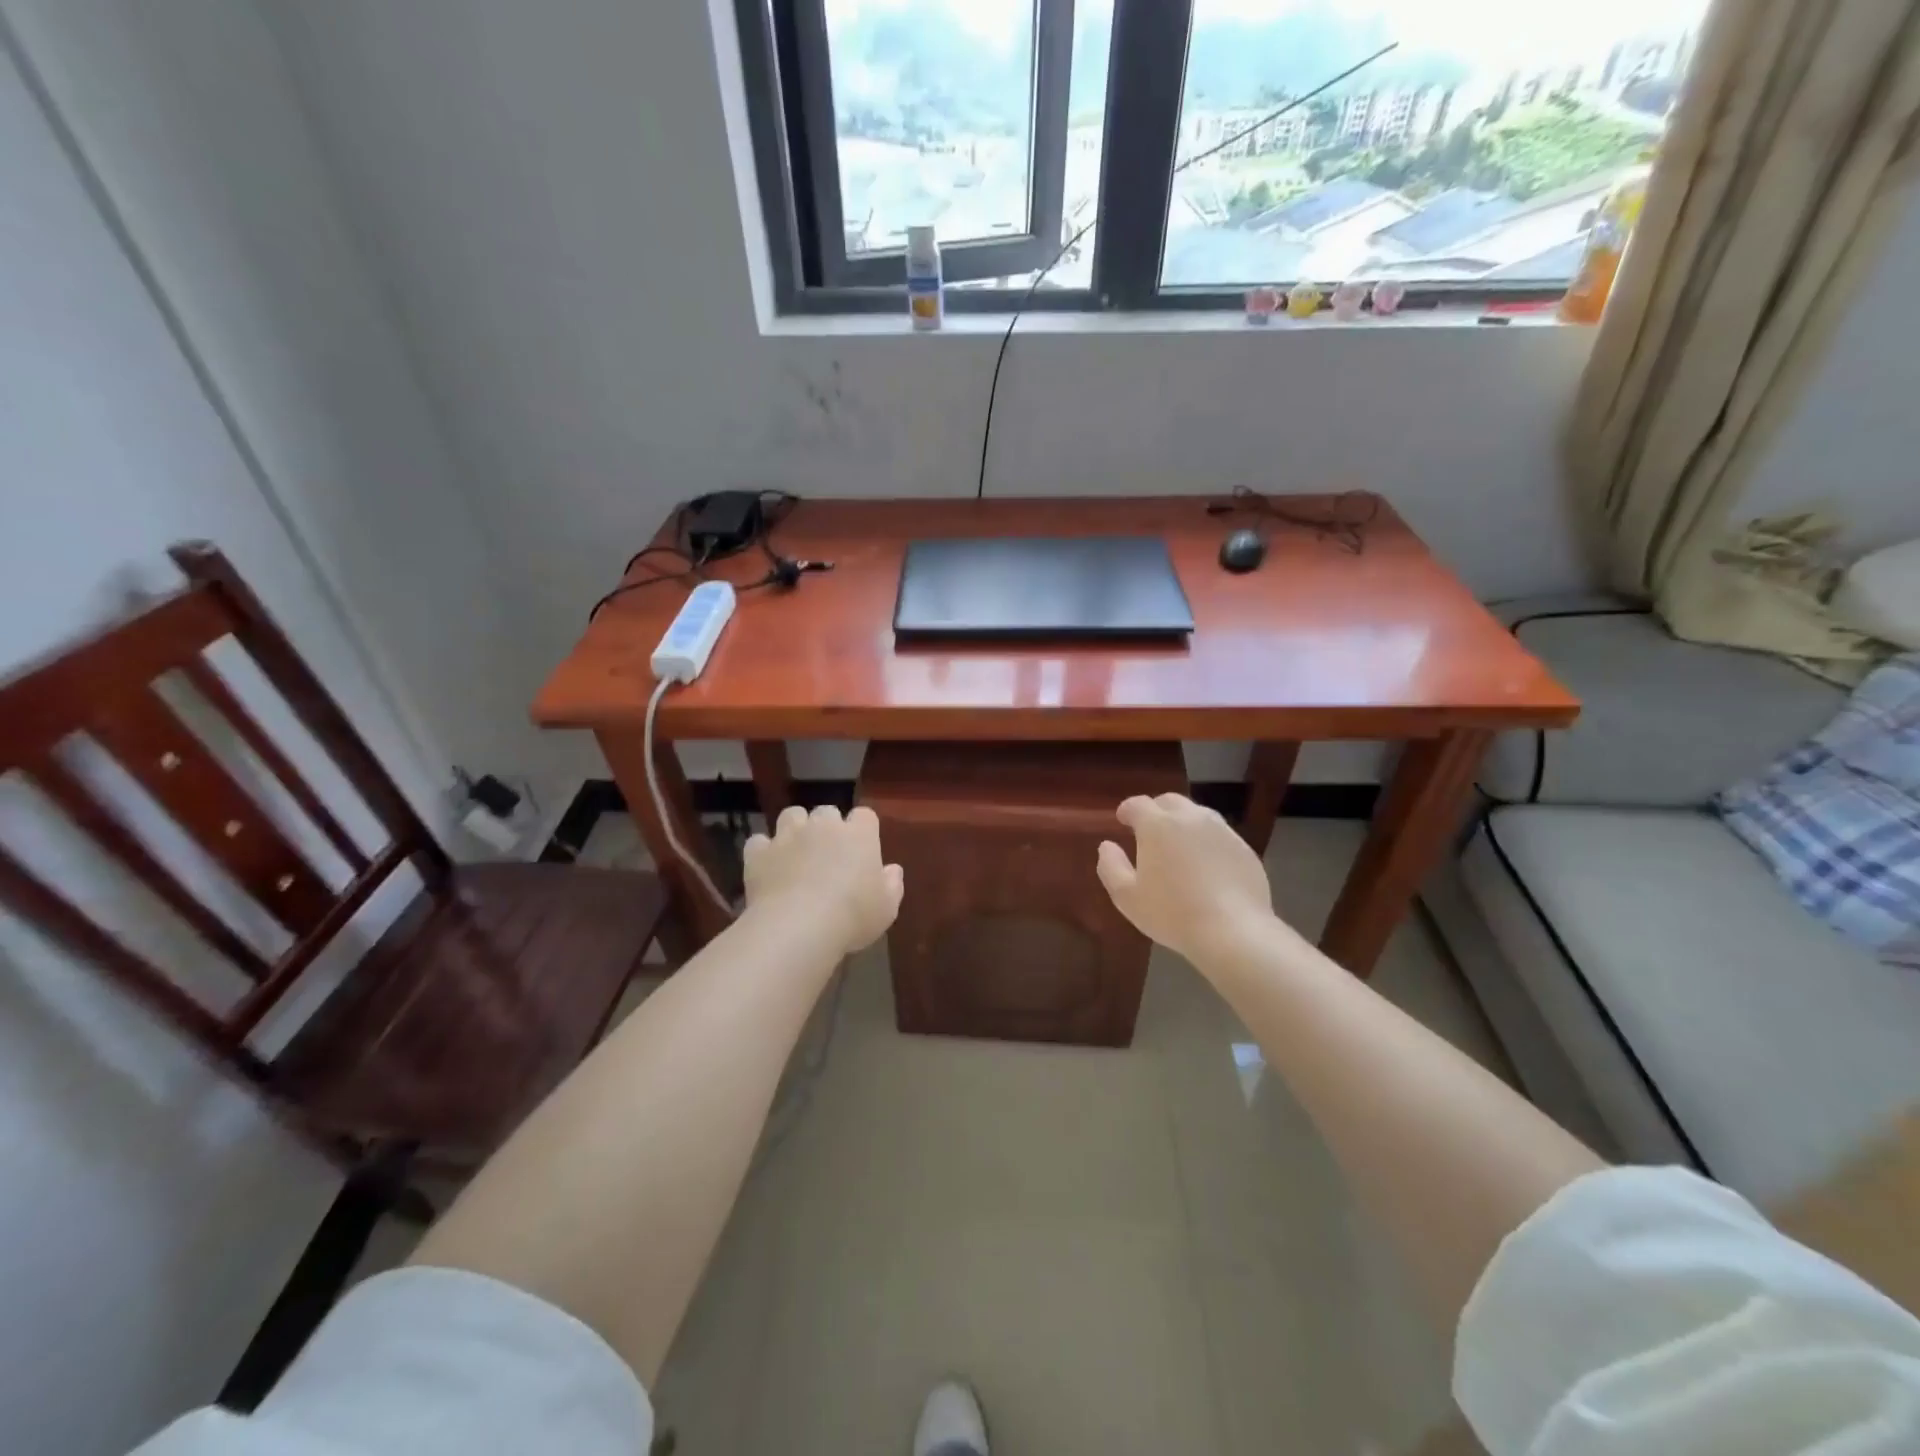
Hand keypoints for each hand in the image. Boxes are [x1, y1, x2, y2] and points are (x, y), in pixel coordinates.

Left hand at [743, 805, 903, 955]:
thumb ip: (892, 884)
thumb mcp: (887, 908)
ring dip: (795, 829)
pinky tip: (768, 868)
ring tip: (796, 853)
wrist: (799, 926)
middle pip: (826, 812)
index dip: (863, 829)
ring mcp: (788, 836)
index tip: (862, 849)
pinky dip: (763, 852)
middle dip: (827, 827)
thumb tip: (892, 870)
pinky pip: (759, 842)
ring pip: (791, 815)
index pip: (865, 816)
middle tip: (828, 854)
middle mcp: (823, 826)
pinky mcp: (759, 852)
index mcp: (859, 834)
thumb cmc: (853, 916)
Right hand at [1096, 793, 1278, 966]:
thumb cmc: (1171, 913)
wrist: (1233, 931)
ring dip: (1183, 823)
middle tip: (1149, 831)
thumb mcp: (1127, 896)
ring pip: (1198, 815)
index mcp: (1157, 825)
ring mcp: (1221, 830)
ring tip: (1179, 846)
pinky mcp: (1243, 848)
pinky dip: (1207, 841)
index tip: (1122, 820)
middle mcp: (1190, 818)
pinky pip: (1219, 835)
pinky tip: (1206, 864)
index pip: (1138, 804)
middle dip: (1156, 810)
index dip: (1127, 810)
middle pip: (1169, 801)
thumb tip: (1107, 846)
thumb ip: (1111, 866)